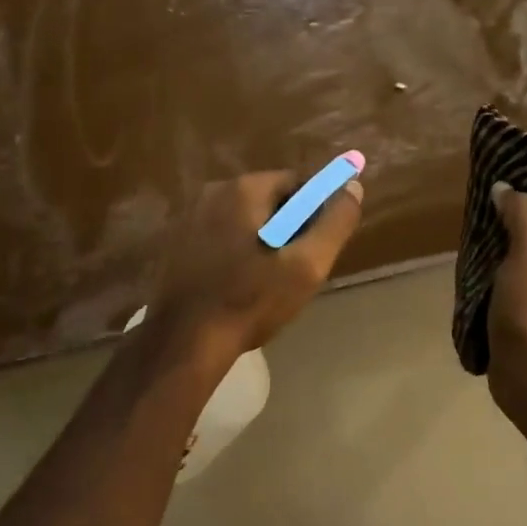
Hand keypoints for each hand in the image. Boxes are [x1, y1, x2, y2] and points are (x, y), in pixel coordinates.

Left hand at [151, 169, 363, 355]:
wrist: (183, 342)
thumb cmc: (250, 301)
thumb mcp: (305, 266)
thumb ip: (334, 223)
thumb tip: (352, 187)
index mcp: (244, 189)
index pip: (297, 183)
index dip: (316, 211)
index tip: (319, 245)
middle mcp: (212, 191)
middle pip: (267, 200)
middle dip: (287, 227)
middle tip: (296, 268)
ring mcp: (187, 216)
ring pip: (242, 220)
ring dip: (260, 241)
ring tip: (266, 282)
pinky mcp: (174, 243)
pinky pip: (218, 236)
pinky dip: (234, 252)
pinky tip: (236, 284)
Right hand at [486, 182, 526, 411]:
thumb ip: (523, 212)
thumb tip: (504, 189)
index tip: (510, 167)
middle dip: (513, 205)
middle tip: (484, 189)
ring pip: (517, 245)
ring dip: (497, 232)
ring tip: (471, 214)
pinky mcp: (518, 303)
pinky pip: (502, 269)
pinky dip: (488, 257)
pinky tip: (468, 251)